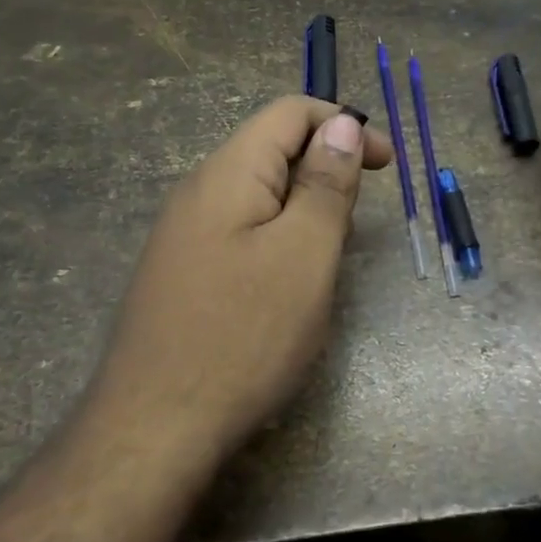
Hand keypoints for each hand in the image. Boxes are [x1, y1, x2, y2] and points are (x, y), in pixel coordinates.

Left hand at [87, 96, 390, 462]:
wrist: (153, 428)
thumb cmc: (244, 336)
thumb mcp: (304, 254)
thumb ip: (325, 184)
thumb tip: (340, 123)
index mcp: (227, 173)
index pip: (289, 113)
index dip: (343, 124)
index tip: (387, 165)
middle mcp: (197, 192)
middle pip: (271, 150)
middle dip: (325, 169)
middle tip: (357, 222)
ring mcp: (182, 235)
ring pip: (257, 195)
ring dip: (303, 208)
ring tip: (329, 256)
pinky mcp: (181, 273)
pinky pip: (239, 232)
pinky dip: (277, 239)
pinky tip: (287, 285)